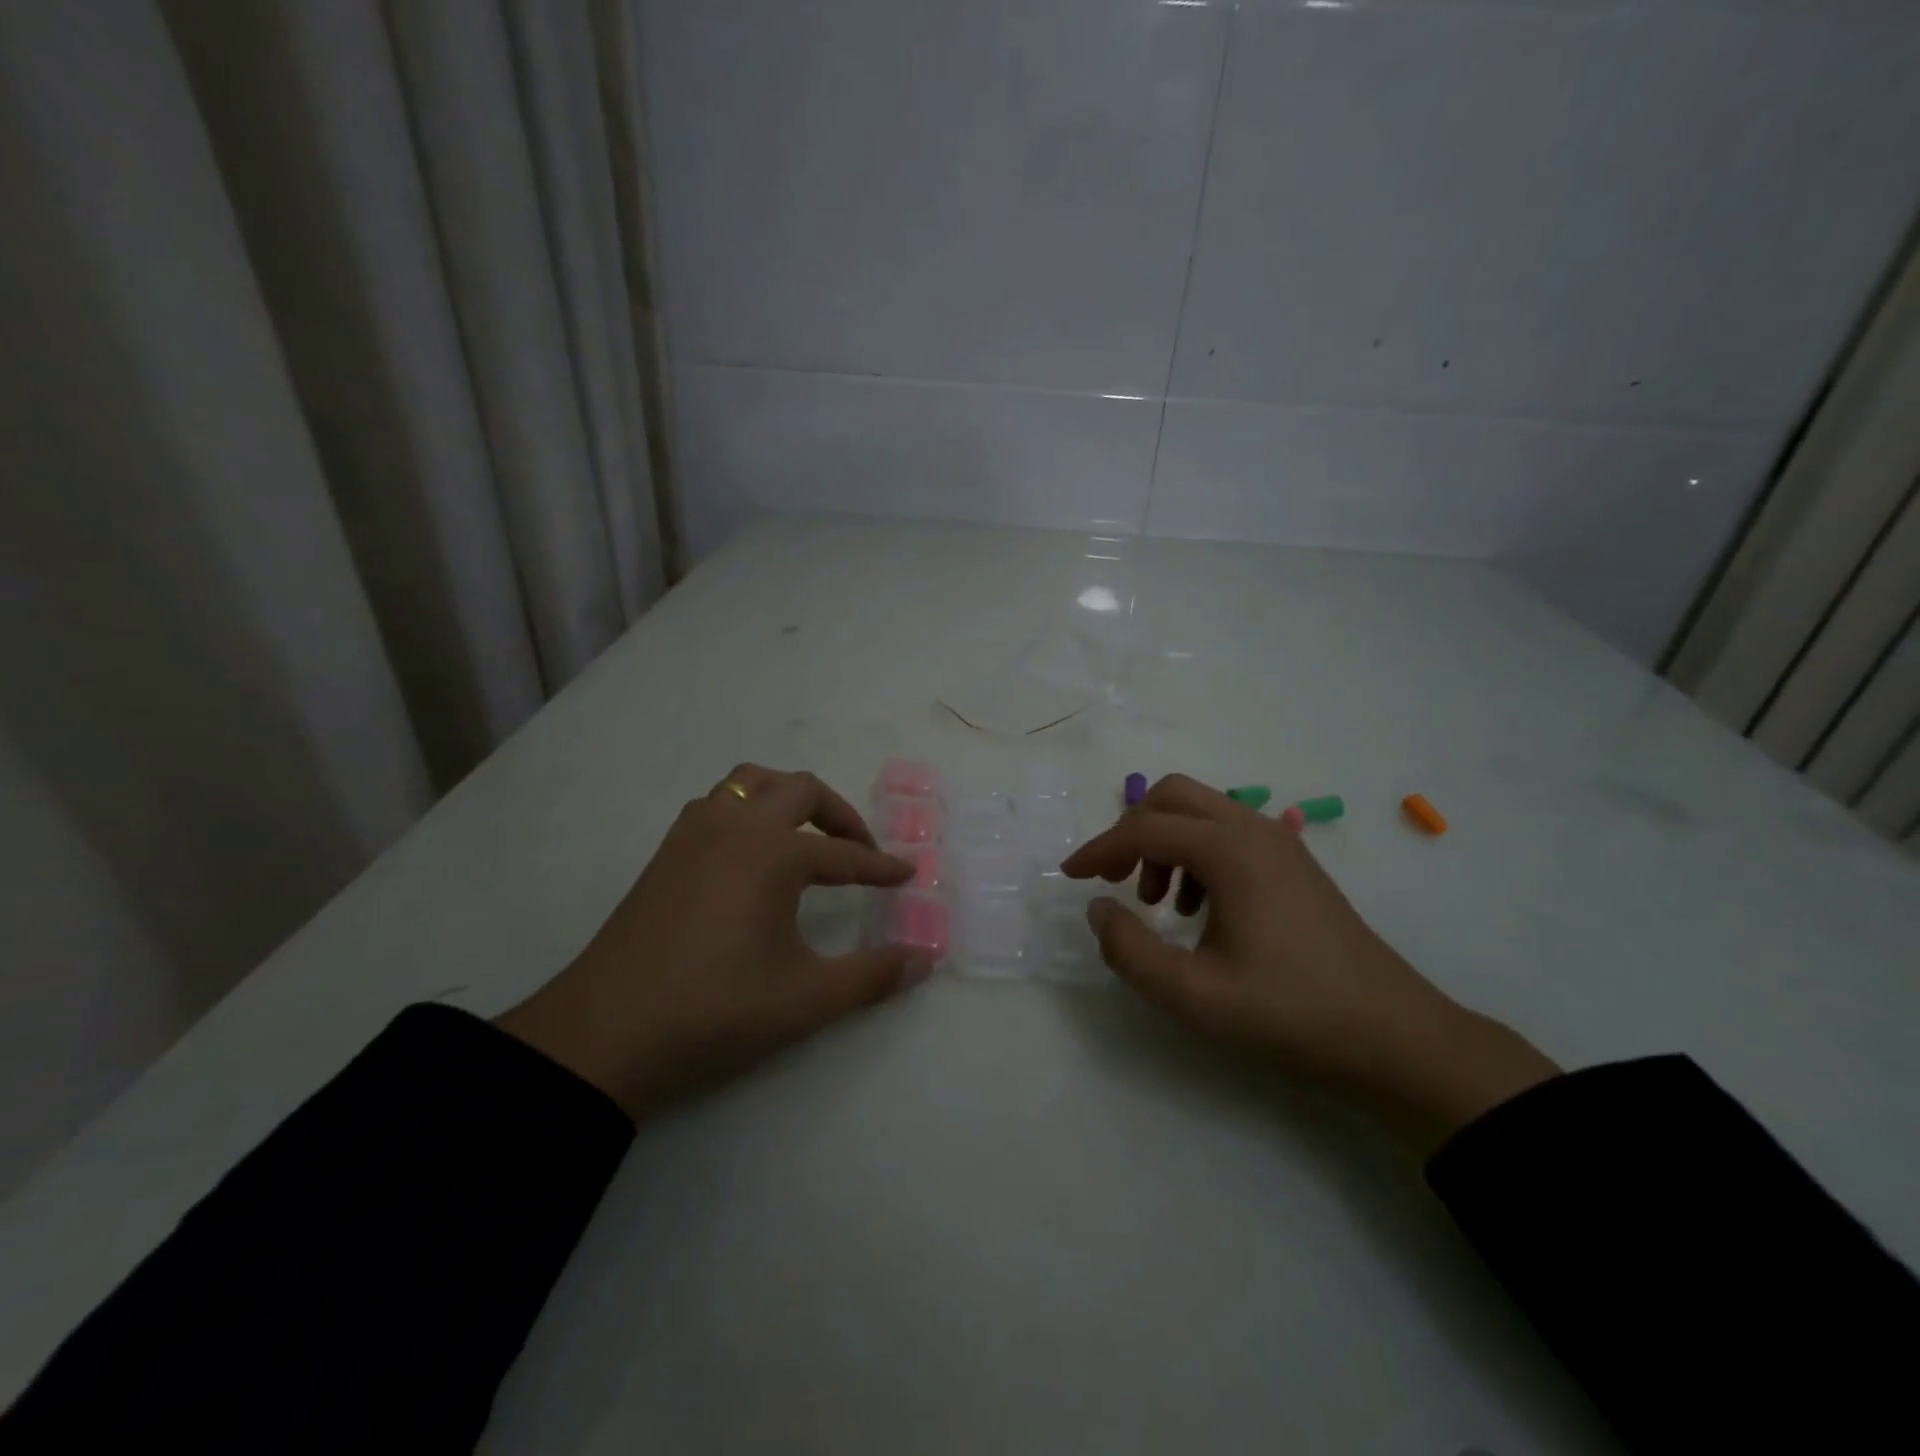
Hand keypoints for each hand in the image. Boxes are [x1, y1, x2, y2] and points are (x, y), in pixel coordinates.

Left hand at [495, 764, 932, 1119]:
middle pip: (799, 790)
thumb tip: (924, 958)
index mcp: (772, 853)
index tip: (907, 875)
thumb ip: (872, 976)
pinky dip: (746, 811)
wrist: (603, 1037)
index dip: (879, 866)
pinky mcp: (664, 854)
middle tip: (860, 850)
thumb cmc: (714, 1012)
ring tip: (805, 837)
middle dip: (839, 814)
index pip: (843, 853)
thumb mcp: (805, 1000)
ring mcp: (692, 835)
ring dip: (786, 799)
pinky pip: (715, 805)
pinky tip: (749, 855)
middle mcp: (734, 827)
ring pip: (749, 783)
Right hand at [1061, 775, 1559, 1155]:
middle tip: (1113, 879)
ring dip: (1164, 842)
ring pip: (1201, 812)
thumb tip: (1099, 908)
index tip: (1070, 876)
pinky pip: (1228, 833)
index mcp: (1230, 852)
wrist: (1393, 1036)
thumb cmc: (1289, 1014)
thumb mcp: (1192, 995)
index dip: (1099, 849)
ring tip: (1159, 904)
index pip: (1145, 829)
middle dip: (1132, 830)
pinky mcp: (1293, 863)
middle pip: (1173, 795)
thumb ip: (1130, 950)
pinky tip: (1199, 909)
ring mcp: (1280, 843)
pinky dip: (1195, 854)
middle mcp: (1254, 830)